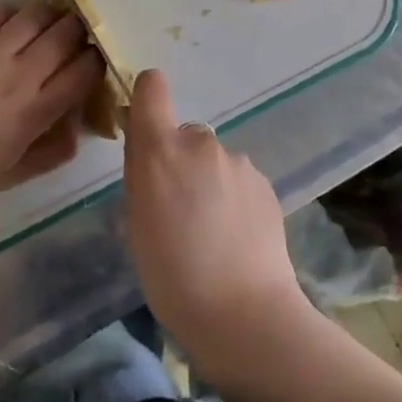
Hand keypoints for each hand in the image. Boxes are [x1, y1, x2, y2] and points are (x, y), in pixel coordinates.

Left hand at [0, 2, 102, 213]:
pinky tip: (11, 28)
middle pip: (68, 33)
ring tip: (49, 26)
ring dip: (52, 16)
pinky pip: (0, 11)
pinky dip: (14, 15)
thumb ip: (55, 151)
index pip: (86, 70)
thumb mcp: (16, 174)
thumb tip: (78, 126)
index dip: (97, 61)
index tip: (93, 64)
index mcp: (37, 111)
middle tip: (76, 40)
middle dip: (81, 32)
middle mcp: (21, 74)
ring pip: (39, 14)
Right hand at [121, 70, 310, 371]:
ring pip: (213, 161)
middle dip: (179, 160)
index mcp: (161, 150)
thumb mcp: (136, 225)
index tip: (145, 126)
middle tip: (179, 209)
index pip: (152, 87)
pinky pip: (238, 180)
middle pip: (184, 135)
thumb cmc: (172, 277)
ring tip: (211, 232)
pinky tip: (235, 238)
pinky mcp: (265, 183)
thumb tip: (149, 151)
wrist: (244, 314)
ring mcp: (238, 161)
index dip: (147, 97)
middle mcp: (201, 143)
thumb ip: (142, 176)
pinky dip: (233, 198)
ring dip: (208, 182)